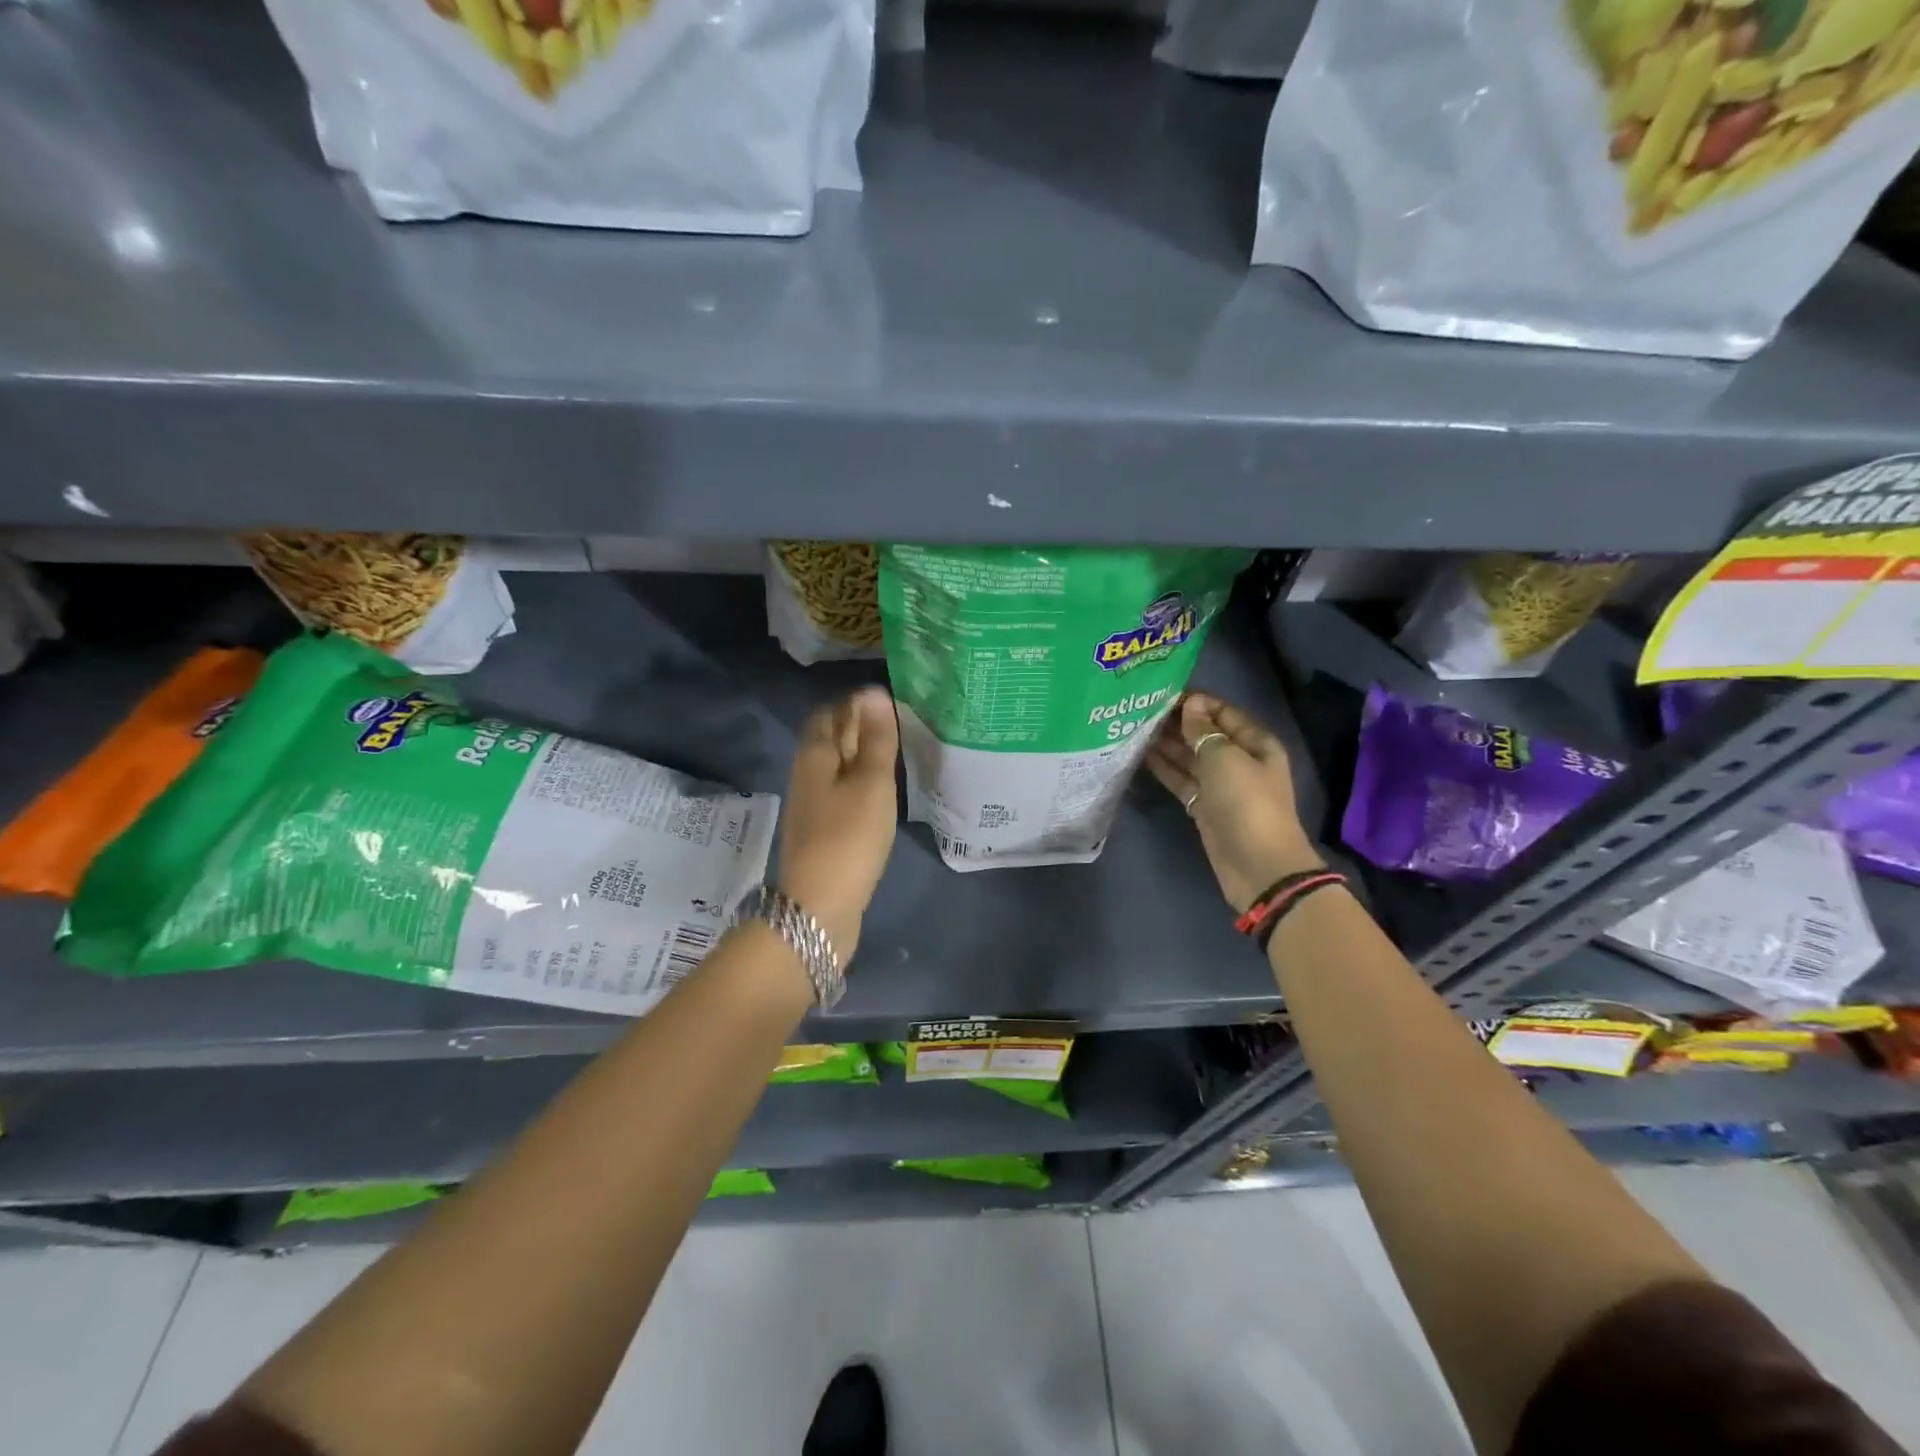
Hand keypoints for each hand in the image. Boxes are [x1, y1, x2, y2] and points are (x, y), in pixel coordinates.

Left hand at [776, 686, 899, 962]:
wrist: (820, 906)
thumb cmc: (849, 836)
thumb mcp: (871, 783)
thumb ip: (876, 739)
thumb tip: (874, 692)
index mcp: (815, 755)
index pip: (831, 712)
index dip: (857, 703)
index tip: (892, 701)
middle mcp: (806, 774)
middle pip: (830, 739)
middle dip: (859, 727)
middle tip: (899, 724)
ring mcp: (811, 805)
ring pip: (835, 767)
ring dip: (861, 756)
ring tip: (895, 753)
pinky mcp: (821, 830)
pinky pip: (840, 792)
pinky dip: (860, 783)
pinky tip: (881, 792)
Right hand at [1147, 693, 1321, 912]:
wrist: (1257, 865)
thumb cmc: (1246, 803)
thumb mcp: (1225, 759)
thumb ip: (1203, 730)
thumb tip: (1191, 704)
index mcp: (1255, 743)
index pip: (1223, 712)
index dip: (1197, 702)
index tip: (1162, 692)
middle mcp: (1239, 760)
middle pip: (1205, 734)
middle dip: (1177, 722)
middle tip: (1140, 709)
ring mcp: (1221, 785)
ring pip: (1190, 758)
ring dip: (1167, 745)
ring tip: (1134, 728)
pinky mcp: (1204, 806)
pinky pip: (1182, 780)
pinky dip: (1165, 769)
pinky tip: (1141, 756)